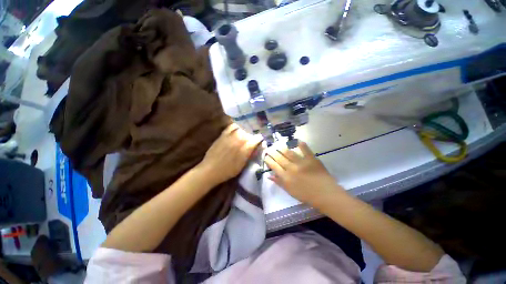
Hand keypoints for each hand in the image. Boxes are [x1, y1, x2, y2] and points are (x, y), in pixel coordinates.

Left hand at [199, 124, 262, 184]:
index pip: (256, 140)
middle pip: (249, 134)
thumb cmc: (228, 171)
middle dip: (252, 137)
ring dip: (244, 132)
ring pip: (241, 129)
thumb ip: (249, 155)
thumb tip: (255, 148)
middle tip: (251, 141)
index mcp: (245, 149)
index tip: (260, 141)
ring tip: (244, 135)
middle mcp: (239, 140)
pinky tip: (236, 130)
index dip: (259, 140)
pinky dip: (236, 127)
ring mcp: (230, 136)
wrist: (210, 170)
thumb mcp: (242, 165)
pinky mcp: (223, 135)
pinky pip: (231, 127)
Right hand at [265, 142, 343, 206]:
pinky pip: (305, 149)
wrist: (325, 195)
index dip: (269, 160)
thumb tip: (269, 176)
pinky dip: (301, 144)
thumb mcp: (290, 191)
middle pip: (279, 158)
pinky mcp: (311, 159)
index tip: (266, 156)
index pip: (274, 166)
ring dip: (282, 148)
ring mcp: (301, 163)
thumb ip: (279, 183)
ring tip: (278, 145)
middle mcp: (291, 168)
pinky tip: (297, 141)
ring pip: (289, 153)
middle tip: (270, 148)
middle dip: (273, 153)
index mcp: (286, 178)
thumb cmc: (307, 195)